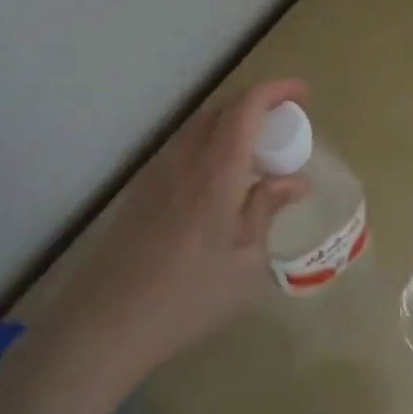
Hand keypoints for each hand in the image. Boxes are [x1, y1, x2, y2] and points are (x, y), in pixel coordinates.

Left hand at [40, 78, 310, 389]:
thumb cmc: (191, 294)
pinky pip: (183, 149)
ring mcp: (158, 172)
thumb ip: (268, 209)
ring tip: (257, 153)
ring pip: (200, 127)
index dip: (277, 90)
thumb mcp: (247, 260)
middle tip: (286, 124)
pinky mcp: (141, 190)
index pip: (248, 106)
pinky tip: (221, 181)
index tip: (304, 94)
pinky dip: (211, 145)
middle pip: (222, 108)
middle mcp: (186, 158)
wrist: (108, 323)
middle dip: (258, 105)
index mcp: (218, 169)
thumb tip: (294, 181)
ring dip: (232, 125)